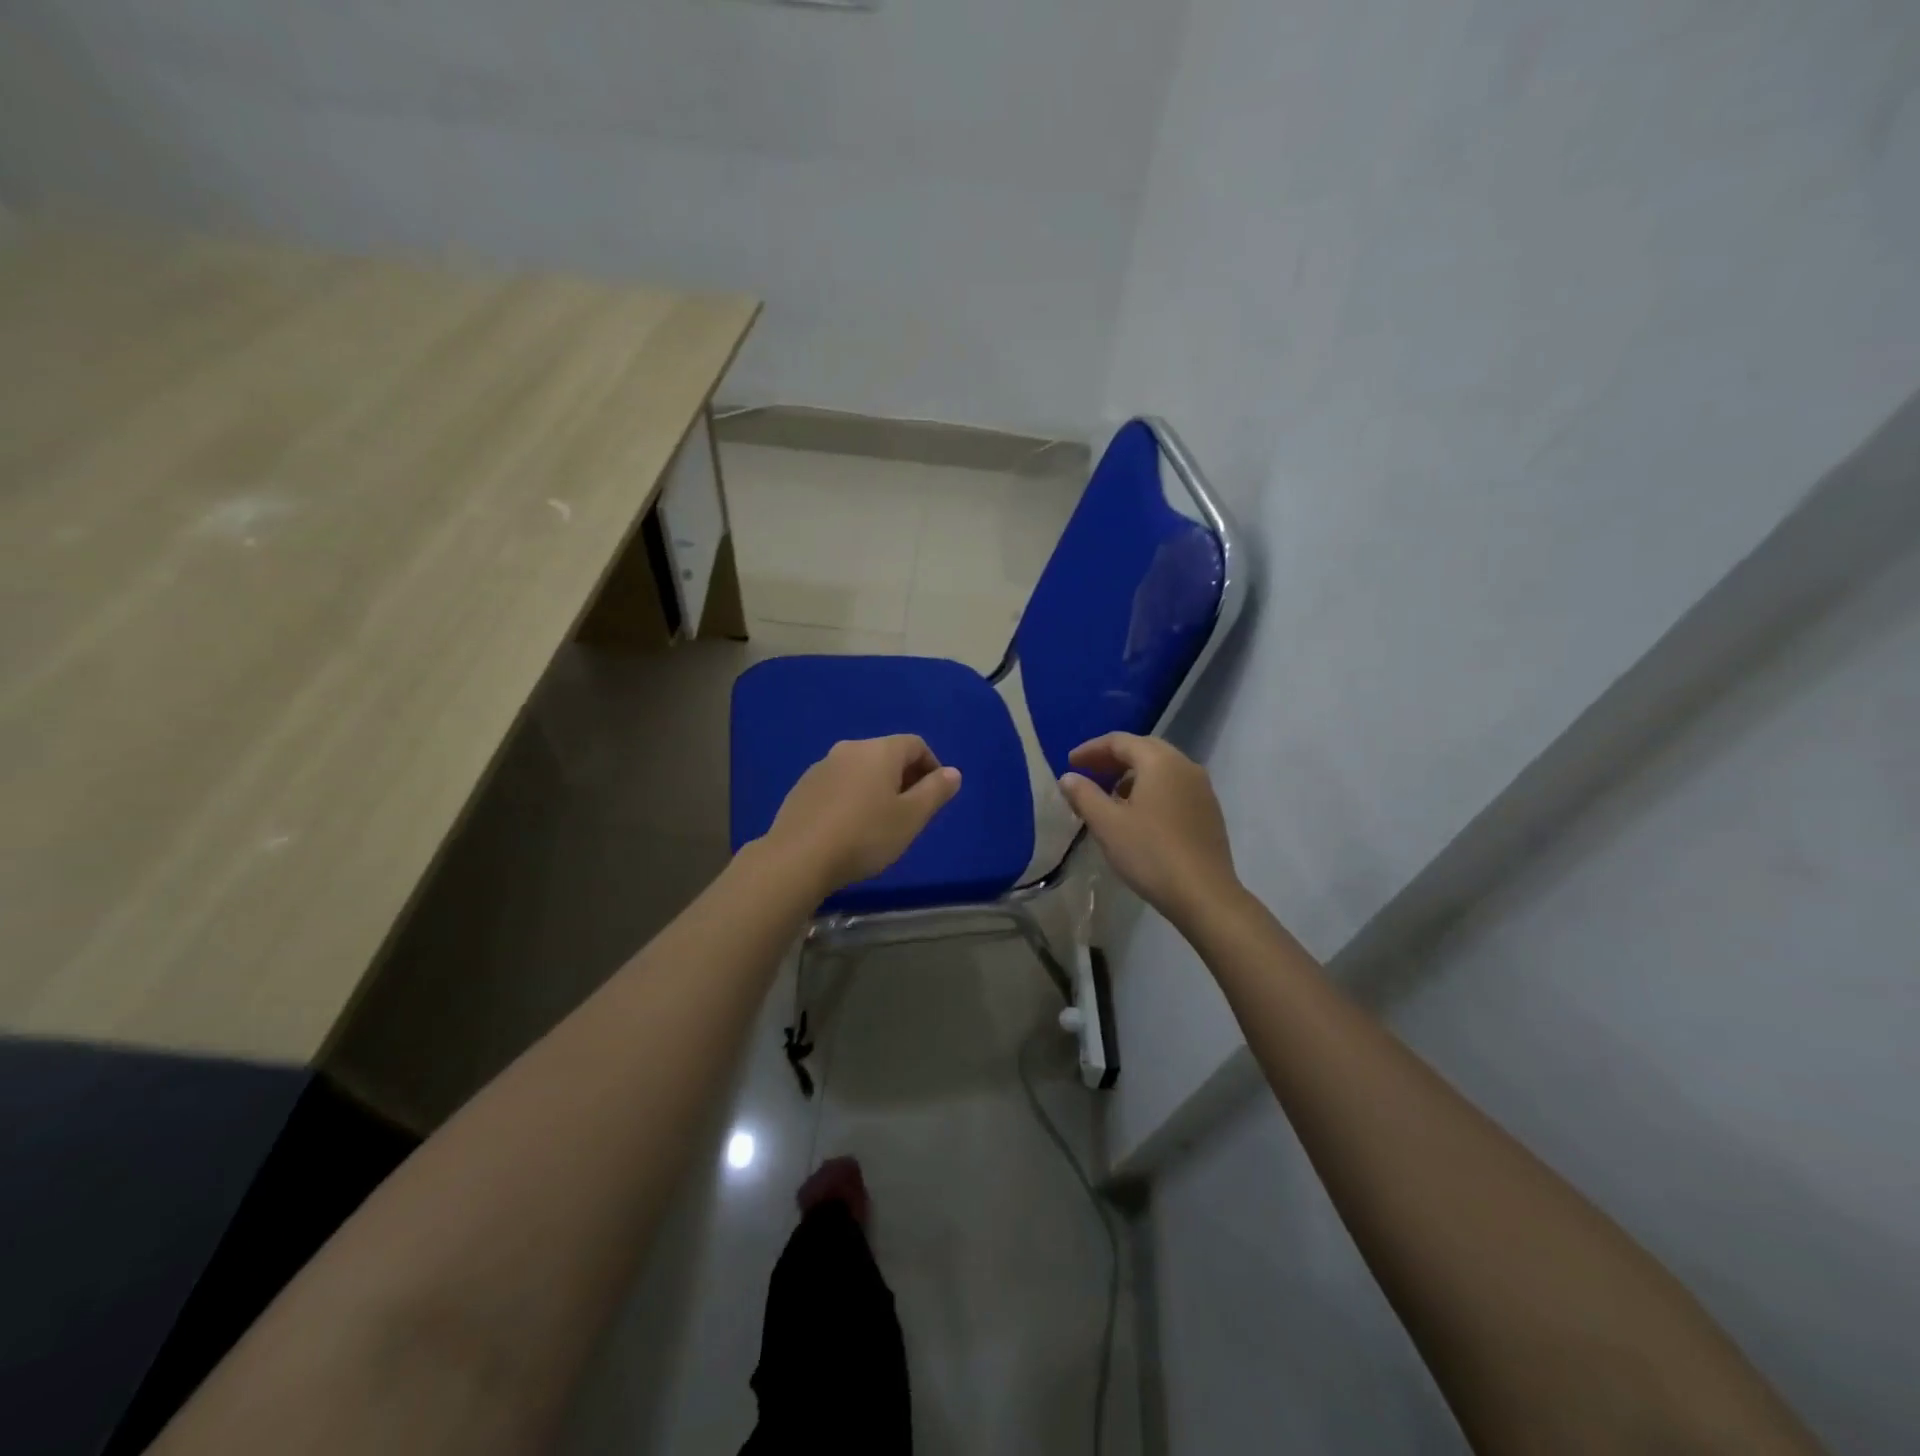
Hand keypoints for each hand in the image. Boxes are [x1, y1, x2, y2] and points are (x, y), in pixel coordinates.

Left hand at [761, 735, 961, 895]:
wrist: (797, 858)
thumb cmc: (865, 836)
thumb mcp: (911, 818)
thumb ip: (935, 791)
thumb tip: (952, 772)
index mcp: (879, 751)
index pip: (915, 744)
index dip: (932, 766)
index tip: (935, 796)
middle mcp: (849, 749)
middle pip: (887, 755)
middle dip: (905, 778)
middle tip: (911, 813)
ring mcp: (821, 767)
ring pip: (861, 770)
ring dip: (877, 788)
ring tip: (880, 823)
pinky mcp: (802, 787)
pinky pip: (839, 784)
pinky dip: (852, 797)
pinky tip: (849, 828)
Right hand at [1058, 733, 1239, 929]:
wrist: (1204, 894)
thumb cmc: (1150, 853)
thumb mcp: (1107, 824)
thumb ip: (1084, 795)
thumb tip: (1068, 777)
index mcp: (1160, 762)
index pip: (1120, 741)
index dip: (1091, 749)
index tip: (1070, 763)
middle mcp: (1185, 766)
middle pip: (1143, 749)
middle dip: (1113, 758)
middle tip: (1088, 773)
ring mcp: (1202, 788)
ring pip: (1161, 768)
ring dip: (1133, 774)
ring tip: (1111, 796)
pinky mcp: (1209, 811)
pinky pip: (1174, 786)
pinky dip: (1151, 789)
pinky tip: (1139, 814)